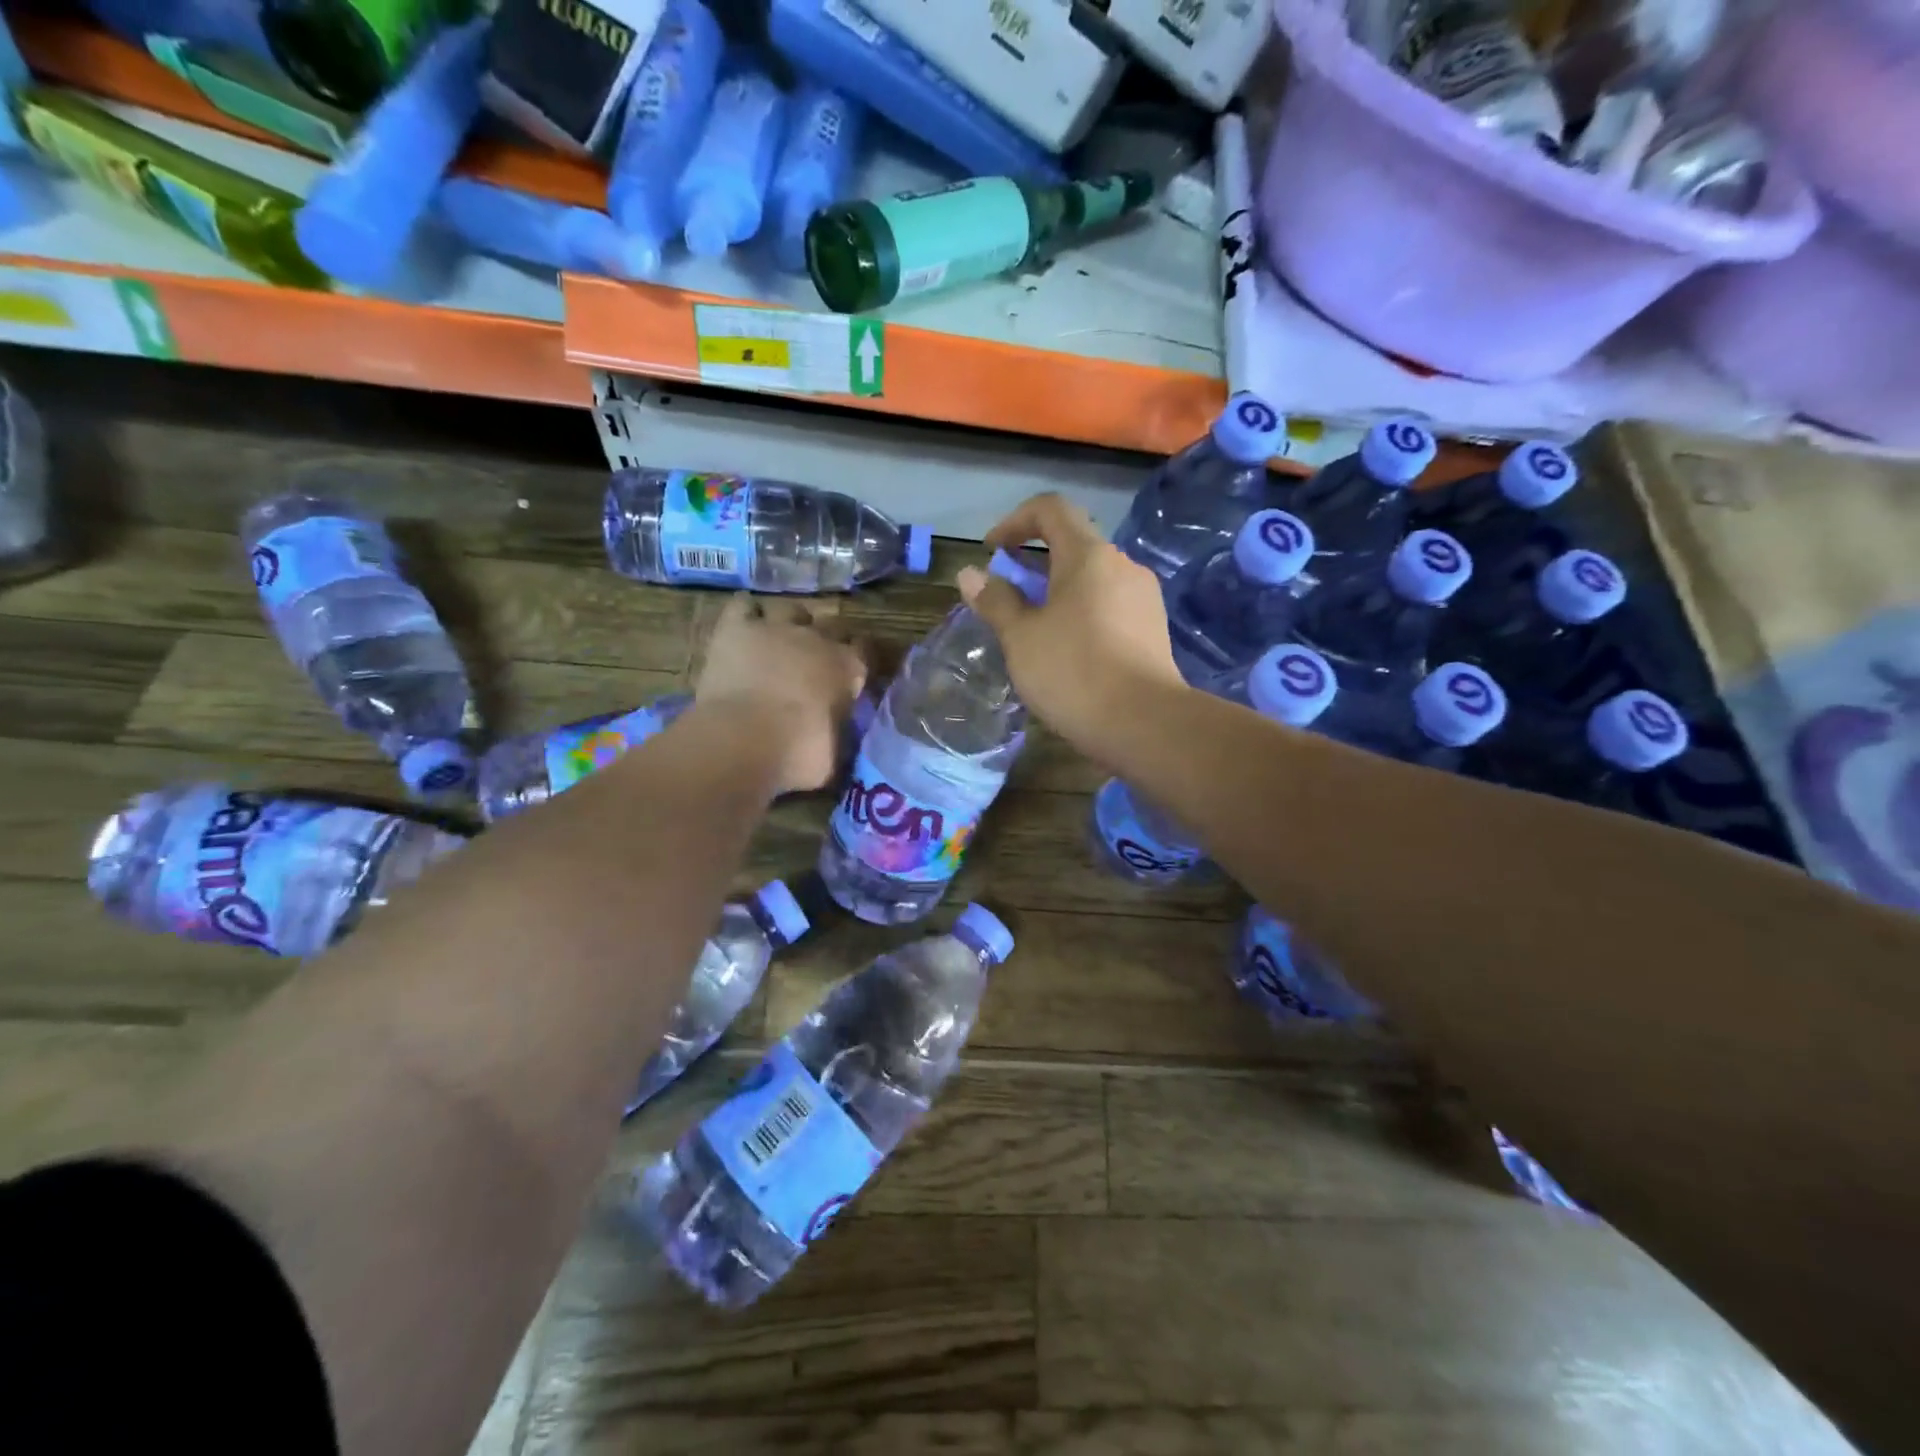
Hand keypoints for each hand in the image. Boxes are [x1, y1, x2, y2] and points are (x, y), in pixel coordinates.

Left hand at [694, 595, 867, 793]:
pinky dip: (747, 614)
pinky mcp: (737, 627)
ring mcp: (777, 628)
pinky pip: (744, 605)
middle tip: (814, 660)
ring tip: (780, 639)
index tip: (852, 672)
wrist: (743, 739)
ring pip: (791, 609)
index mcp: (849, 669)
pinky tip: (745, 627)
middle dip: (827, 639)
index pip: (865, 649)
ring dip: (789, 622)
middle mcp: (818, 639)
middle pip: (832, 623)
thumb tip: (840, 736)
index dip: (859, 658)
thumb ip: (840, 734)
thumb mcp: (834, 754)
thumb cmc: (797, 754)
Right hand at [958, 493, 1184, 758]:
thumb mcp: (1021, 638)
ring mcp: (1143, 597)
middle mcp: (1122, 565)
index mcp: (1089, 555)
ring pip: (1092, 579)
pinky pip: (1109, 605)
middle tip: (1007, 598)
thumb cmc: (1074, 672)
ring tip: (1033, 629)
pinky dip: (1081, 613)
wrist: (1145, 724)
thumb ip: (996, 601)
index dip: (1015, 521)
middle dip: (1034, 564)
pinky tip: (1068, 651)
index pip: (1051, 509)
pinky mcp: (1153, 629)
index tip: (991, 551)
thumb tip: (970, 574)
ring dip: (1057, 592)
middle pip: (1073, 545)